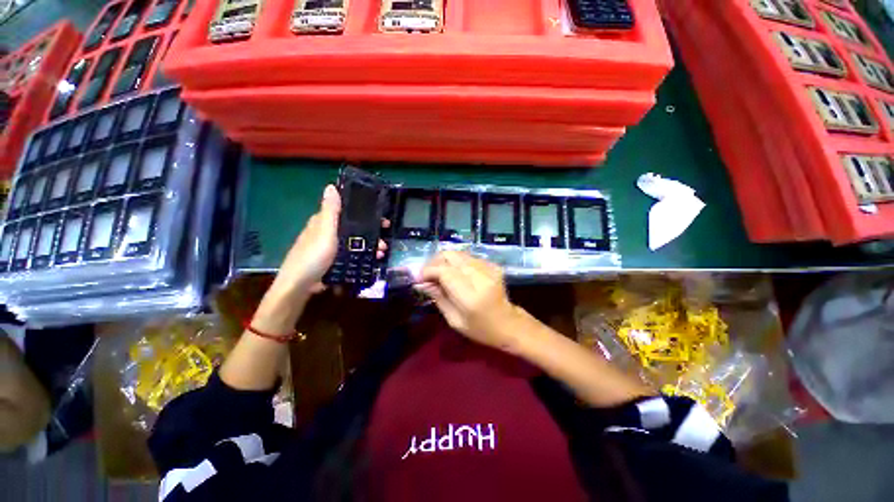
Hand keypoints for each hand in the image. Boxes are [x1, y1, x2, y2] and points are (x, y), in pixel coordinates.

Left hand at [271, 185, 387, 296]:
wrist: (301, 285)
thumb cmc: (313, 255)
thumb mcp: (324, 231)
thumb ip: (330, 211)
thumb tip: (331, 186)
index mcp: (324, 222)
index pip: (347, 212)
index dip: (365, 213)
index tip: (382, 219)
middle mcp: (327, 233)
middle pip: (354, 229)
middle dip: (371, 233)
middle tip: (384, 240)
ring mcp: (331, 248)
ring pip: (354, 243)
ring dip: (369, 246)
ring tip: (380, 253)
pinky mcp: (333, 261)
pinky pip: (352, 255)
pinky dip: (363, 256)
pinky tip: (371, 261)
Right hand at [415, 251, 523, 352]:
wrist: (510, 324)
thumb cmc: (481, 329)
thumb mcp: (455, 320)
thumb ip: (437, 297)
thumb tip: (420, 283)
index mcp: (471, 296)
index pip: (444, 271)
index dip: (428, 270)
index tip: (419, 278)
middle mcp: (481, 277)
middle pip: (450, 255)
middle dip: (434, 262)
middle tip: (427, 274)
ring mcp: (489, 268)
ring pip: (458, 253)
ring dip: (444, 261)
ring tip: (438, 273)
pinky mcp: (493, 265)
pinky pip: (468, 257)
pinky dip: (457, 262)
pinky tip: (455, 273)